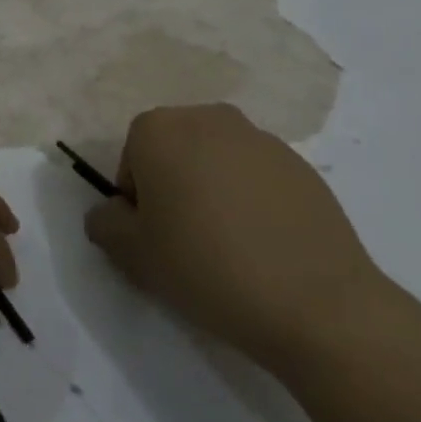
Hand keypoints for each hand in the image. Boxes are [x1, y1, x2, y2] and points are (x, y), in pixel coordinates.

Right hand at [83, 104, 384, 372]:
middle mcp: (210, 119)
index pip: (131, 157)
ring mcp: (262, 139)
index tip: (152, 236)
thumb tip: (113, 212)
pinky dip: (251, 201)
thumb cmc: (205, 267)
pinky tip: (263, 246)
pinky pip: (257, 177)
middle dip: (172, 187)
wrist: (314, 302)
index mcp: (162, 129)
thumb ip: (105, 223)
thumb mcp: (132, 254)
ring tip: (227, 246)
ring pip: (216, 162)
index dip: (135, 199)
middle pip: (174, 151)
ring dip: (211, 191)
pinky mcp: (302, 165)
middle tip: (184, 239)